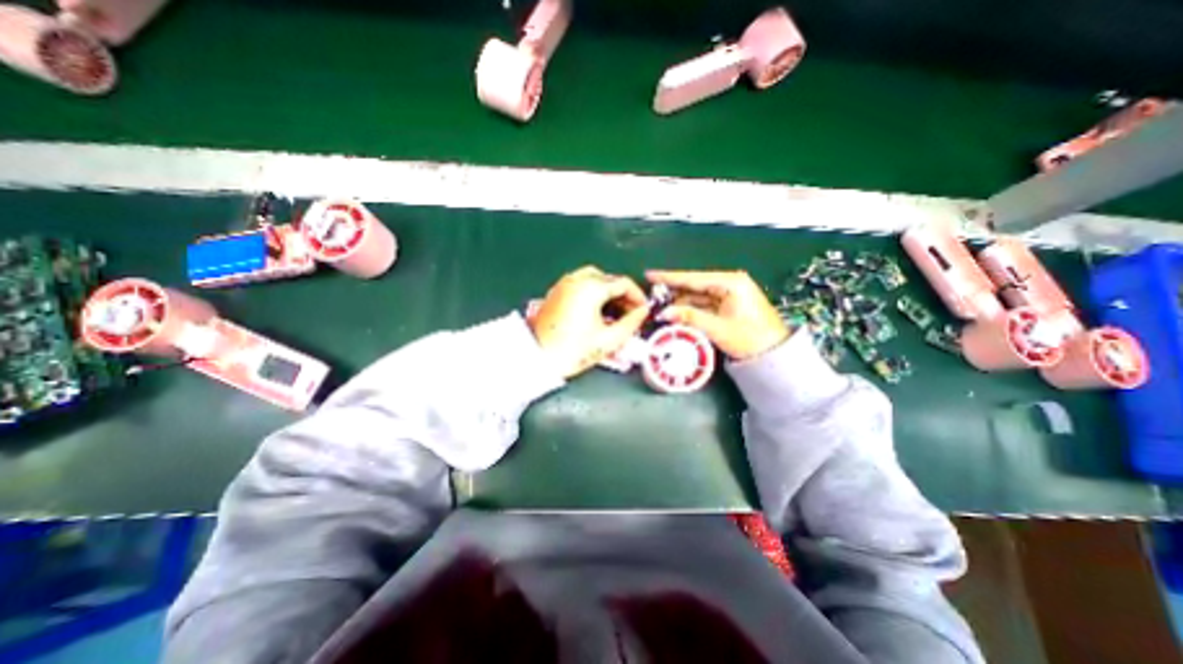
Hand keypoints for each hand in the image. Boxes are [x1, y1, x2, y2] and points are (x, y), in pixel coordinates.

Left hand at [531, 265, 649, 377]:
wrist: (537, 357)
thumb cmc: (573, 350)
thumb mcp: (609, 339)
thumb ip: (631, 323)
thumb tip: (643, 312)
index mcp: (591, 287)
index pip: (623, 283)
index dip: (638, 296)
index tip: (644, 310)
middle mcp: (577, 279)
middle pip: (609, 279)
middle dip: (623, 295)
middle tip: (631, 314)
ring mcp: (564, 284)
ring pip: (595, 280)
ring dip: (609, 293)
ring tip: (616, 314)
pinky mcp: (557, 292)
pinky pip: (581, 285)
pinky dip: (594, 294)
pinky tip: (598, 312)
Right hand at [644, 270, 787, 361]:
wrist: (775, 354)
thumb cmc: (751, 339)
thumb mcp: (719, 329)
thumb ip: (690, 318)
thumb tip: (664, 313)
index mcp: (731, 283)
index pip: (694, 278)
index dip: (670, 277)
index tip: (650, 275)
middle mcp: (729, 284)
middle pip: (694, 285)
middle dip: (673, 291)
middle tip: (651, 295)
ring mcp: (728, 294)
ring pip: (697, 296)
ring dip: (679, 302)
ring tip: (659, 306)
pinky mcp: (727, 304)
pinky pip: (703, 304)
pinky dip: (689, 309)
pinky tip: (675, 312)